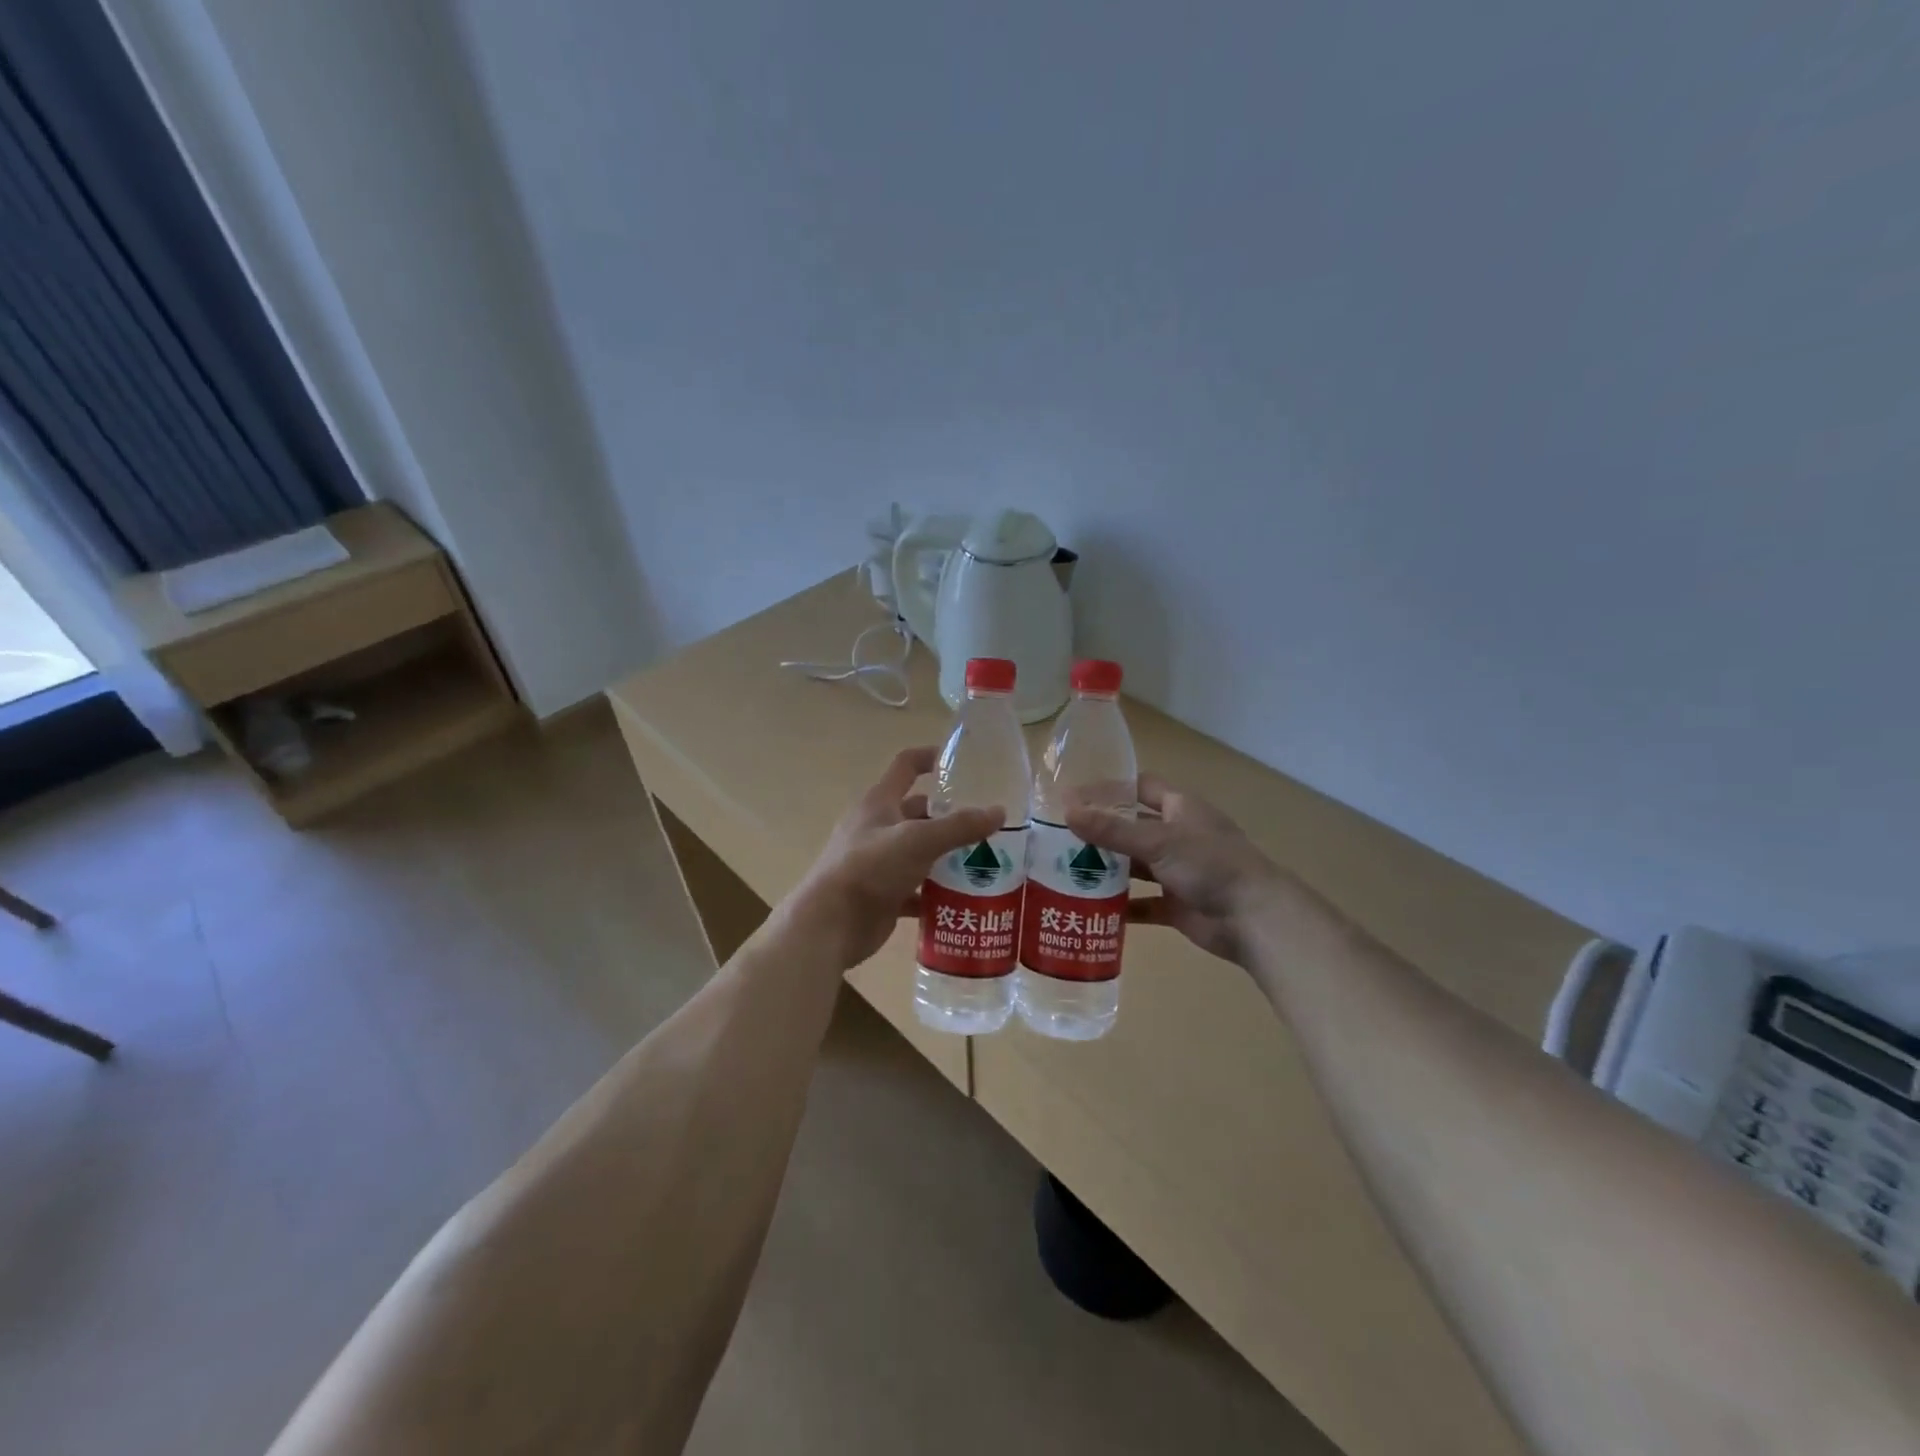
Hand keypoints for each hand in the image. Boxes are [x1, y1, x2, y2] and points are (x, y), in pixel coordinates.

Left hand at [785, 747, 1004, 969]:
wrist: (830, 924)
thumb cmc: (869, 868)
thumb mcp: (918, 840)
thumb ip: (959, 826)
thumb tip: (999, 811)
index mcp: (879, 802)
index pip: (906, 765)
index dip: (931, 757)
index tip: (963, 761)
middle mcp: (878, 827)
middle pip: (919, 812)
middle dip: (951, 815)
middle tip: (988, 823)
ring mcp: (879, 862)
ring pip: (920, 851)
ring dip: (948, 855)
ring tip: (986, 860)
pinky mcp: (883, 893)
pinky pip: (917, 888)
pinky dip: (938, 892)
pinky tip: (965, 898)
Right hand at [1067, 776, 1282, 966]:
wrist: (1254, 919)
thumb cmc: (1210, 865)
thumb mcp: (1157, 841)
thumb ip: (1111, 829)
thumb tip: (1067, 810)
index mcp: (1181, 809)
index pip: (1141, 787)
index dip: (1110, 789)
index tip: (1074, 796)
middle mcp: (1179, 836)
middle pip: (1133, 828)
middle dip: (1102, 831)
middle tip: (1060, 837)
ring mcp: (1178, 872)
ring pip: (1136, 866)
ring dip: (1108, 869)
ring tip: (1067, 871)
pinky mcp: (1176, 905)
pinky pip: (1143, 904)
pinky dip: (1121, 906)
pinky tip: (1091, 908)